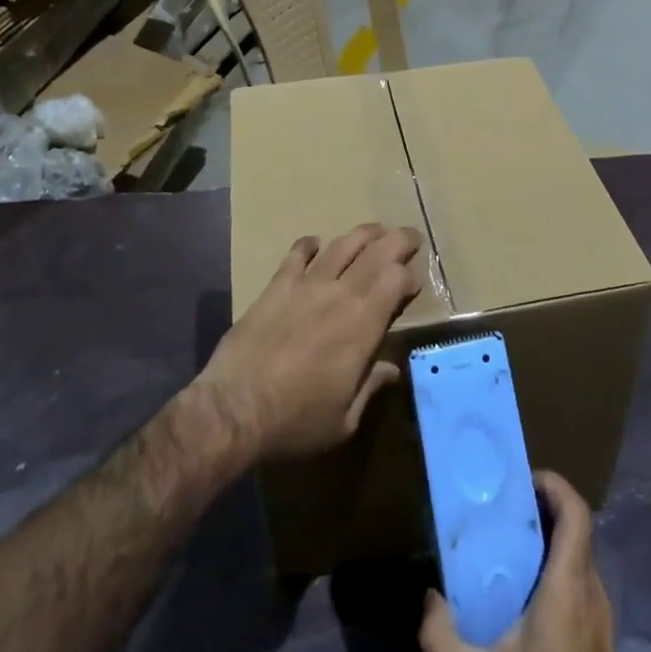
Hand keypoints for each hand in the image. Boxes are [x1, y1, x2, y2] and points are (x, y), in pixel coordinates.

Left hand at [197, 223, 423, 462]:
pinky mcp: (277, 285)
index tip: (415, 282)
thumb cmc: (296, 420)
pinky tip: (315, 242)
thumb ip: (370, 387)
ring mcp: (307, 285)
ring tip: (375, 230)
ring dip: (363, 234)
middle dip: (398, 241)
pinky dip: (310, 244)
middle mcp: (340, 294)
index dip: (410, 275)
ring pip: (342, 245)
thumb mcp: (344, 419)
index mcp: (363, 325)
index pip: (396, 281)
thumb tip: (392, 368)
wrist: (235, 408)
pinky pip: (297, 253)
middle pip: (377, 253)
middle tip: (411, 237)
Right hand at [419, 472, 623, 651]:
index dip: (556, 484)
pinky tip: (526, 600)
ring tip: (508, 551)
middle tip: (503, 512)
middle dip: (543, 512)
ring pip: (581, 561)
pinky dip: (558, 573)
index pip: (577, 514)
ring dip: (550, 544)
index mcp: (570, 591)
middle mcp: (594, 597)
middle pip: (577, 533)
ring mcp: (604, 624)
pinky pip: (583, 588)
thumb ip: (441, 638)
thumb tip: (428, 597)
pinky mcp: (603, 647)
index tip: (523, 478)